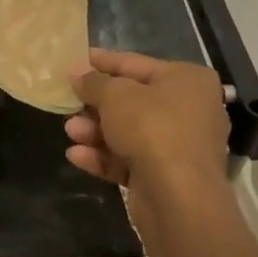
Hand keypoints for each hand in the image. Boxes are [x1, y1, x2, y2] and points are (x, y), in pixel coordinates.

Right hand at [65, 49, 229, 189]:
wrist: (178, 196)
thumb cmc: (152, 128)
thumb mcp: (116, 96)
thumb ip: (94, 82)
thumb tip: (78, 72)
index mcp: (188, 80)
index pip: (137, 64)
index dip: (103, 62)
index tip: (75, 60)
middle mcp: (190, 110)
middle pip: (133, 102)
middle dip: (96, 105)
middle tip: (67, 102)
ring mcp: (180, 147)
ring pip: (129, 133)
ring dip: (96, 132)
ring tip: (70, 131)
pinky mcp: (166, 178)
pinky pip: (130, 161)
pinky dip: (104, 157)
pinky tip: (76, 156)